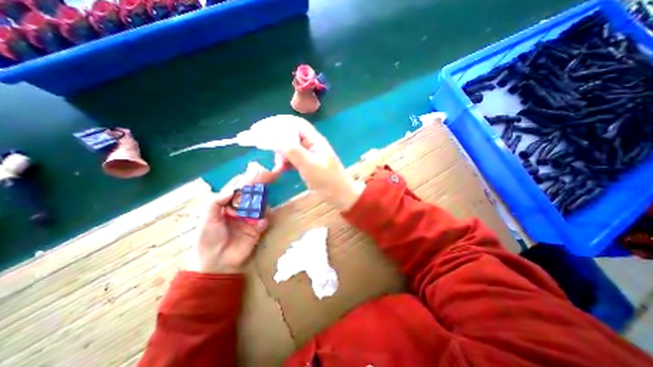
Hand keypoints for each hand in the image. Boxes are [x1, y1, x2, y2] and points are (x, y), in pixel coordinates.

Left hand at [187, 162, 283, 273]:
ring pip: (261, 204)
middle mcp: (240, 207)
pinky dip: (264, 220)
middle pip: (253, 193)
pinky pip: (265, 219)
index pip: (239, 187)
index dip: (247, 179)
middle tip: (270, 176)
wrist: (216, 263)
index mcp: (227, 203)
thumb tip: (233, 189)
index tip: (258, 171)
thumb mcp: (207, 218)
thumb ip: (217, 201)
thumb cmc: (207, 238)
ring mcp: (250, 217)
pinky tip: (259, 225)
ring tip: (261, 205)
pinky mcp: (258, 228)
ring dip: (263, 203)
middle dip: (261, 185)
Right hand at [251, 114, 364, 211]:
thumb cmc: (328, 181)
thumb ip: (294, 151)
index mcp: (314, 139)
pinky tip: (279, 168)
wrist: (340, 195)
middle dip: (271, 135)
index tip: (257, 128)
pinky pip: (291, 157)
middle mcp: (310, 143)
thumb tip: (275, 136)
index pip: (292, 123)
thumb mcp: (310, 166)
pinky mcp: (306, 163)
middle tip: (253, 138)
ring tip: (275, 163)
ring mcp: (308, 153)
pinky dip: (283, 161)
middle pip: (288, 132)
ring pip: (288, 146)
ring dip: (278, 150)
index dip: (274, 123)